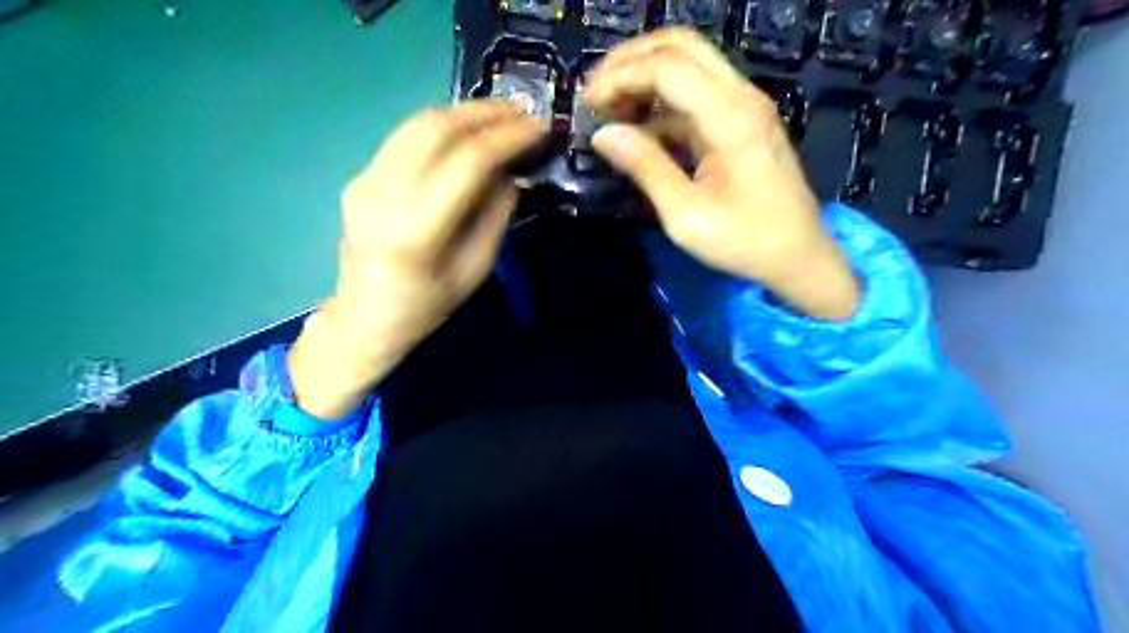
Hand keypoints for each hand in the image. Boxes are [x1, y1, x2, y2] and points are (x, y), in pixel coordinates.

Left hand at [287, 101, 540, 417]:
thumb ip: (495, 217)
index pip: (467, 162)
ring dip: (463, 113)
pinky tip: (465, 131)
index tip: (539, 128)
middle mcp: (383, 195)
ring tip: (500, 115)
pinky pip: (405, 137)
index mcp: (416, 230)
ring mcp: (364, 181)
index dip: (507, 138)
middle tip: (523, 112)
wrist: (364, 318)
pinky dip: (441, 127)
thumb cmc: (426, 307)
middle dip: (486, 113)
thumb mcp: (475, 271)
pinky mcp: (359, 177)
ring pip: (418, 124)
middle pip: (437, 129)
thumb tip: (511, 173)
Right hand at [586, 26, 860, 322]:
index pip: (666, 67)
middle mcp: (741, 97)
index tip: (588, 106)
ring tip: (610, 110)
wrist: (798, 256)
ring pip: (688, 63)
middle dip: (630, 61)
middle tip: (596, 94)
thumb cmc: (744, 242)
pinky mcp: (741, 121)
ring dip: (645, 77)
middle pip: (680, 46)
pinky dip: (661, 101)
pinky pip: (696, 94)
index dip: (620, 77)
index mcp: (730, 117)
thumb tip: (603, 134)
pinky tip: (638, 128)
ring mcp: (744, 105)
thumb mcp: (686, 215)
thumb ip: (646, 168)